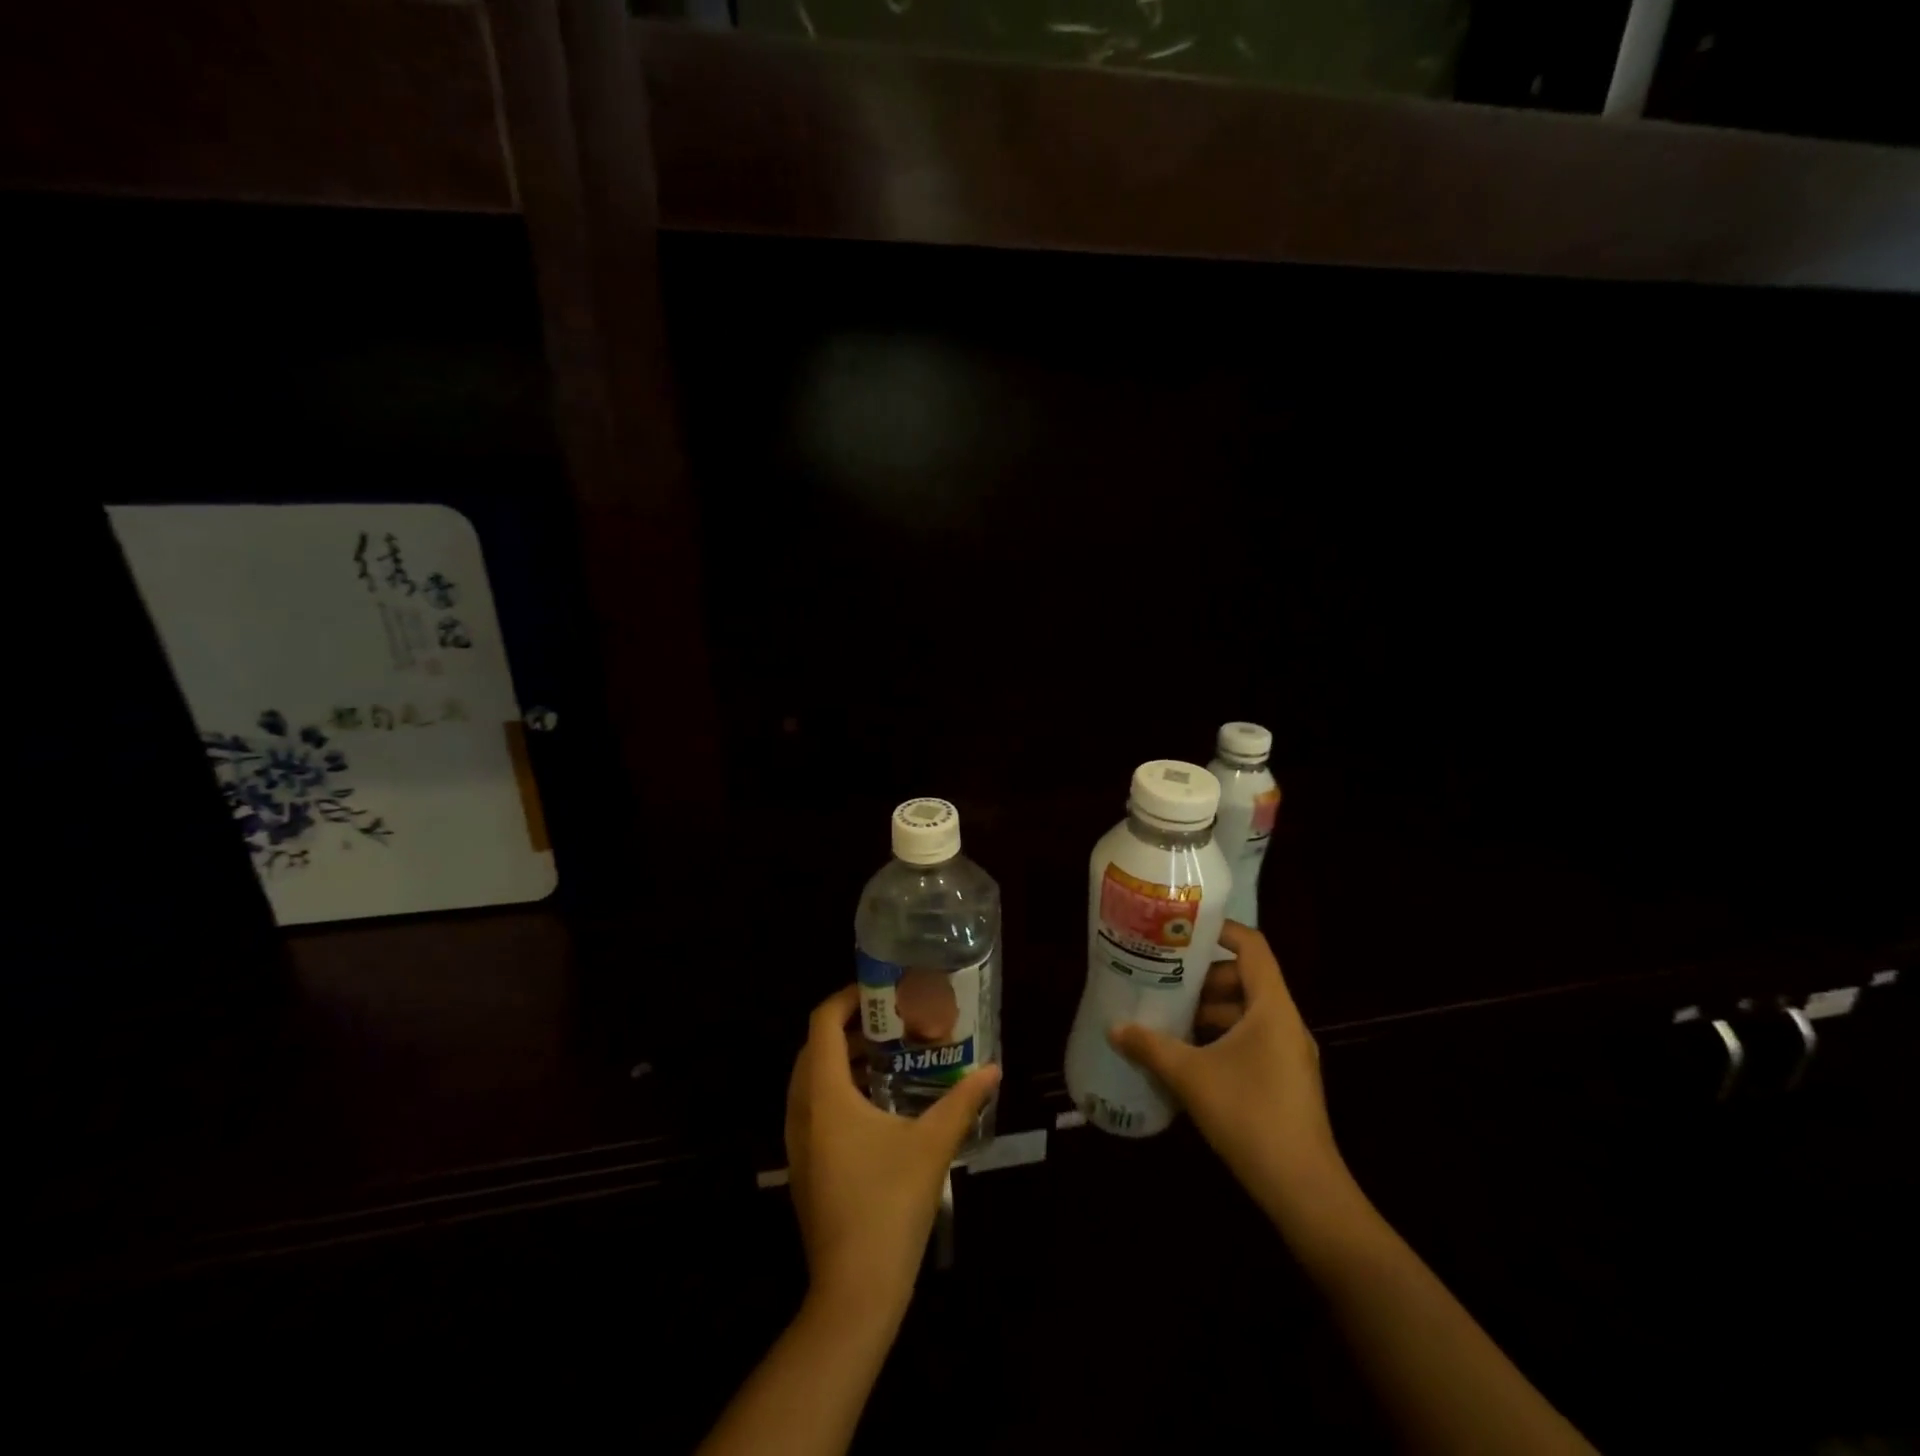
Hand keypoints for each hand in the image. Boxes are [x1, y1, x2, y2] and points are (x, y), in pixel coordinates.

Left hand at [785, 986, 1001, 1319]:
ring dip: (843, 1061)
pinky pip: (813, 1109)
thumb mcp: (933, 1145)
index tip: (880, 993)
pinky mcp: (804, 1167)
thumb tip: (994, 1070)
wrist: (854, 1291)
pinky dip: (838, 1091)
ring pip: (811, 1081)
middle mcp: (802, 1111)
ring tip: (888, 1057)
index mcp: (825, 1095)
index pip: (822, 1024)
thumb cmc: (890, 1205)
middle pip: (814, 1049)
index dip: (846, 999)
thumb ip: (963, 1101)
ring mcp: (798, 1143)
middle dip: (848, 1028)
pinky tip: (878, 1106)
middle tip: (890, 1022)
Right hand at [1109, 922, 1348, 1219]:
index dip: (1220, 931)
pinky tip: (1190, 1057)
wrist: (1304, 1190)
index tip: (1182, 932)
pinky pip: (1253, 1040)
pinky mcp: (1287, 1080)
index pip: (1252, 947)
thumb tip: (1114, 1028)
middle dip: (1204, 978)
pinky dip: (1222, 1037)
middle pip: (1246, 979)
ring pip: (1247, 1013)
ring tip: (1169, 1018)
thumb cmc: (1249, 1116)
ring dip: (1210, 1011)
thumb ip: (1150, 1047)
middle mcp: (1285, 1022)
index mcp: (1272, 1007)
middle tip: (1164, 980)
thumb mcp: (1190, 1076)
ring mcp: (1290, 1053)